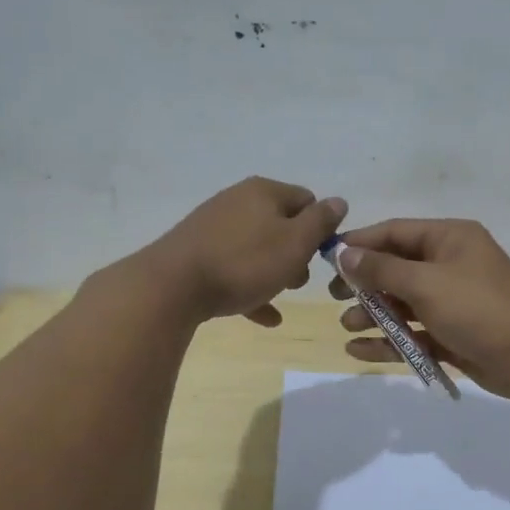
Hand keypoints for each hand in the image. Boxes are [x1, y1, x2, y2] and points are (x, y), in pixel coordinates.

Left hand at [143, 177, 345, 326]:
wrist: (171, 286)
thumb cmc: (244, 262)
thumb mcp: (295, 243)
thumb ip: (321, 221)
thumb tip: (338, 201)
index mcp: (264, 191)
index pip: (307, 201)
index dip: (320, 229)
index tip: (320, 258)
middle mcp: (237, 201)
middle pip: (280, 225)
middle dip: (295, 254)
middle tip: (298, 281)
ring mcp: (213, 227)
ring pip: (257, 249)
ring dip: (273, 272)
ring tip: (280, 298)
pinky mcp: (196, 253)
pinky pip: (233, 269)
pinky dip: (250, 288)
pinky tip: (264, 317)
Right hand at [330, 219, 509, 397]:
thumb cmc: (478, 309)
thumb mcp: (426, 283)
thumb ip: (381, 269)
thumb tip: (343, 252)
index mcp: (450, 238)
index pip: (394, 232)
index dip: (359, 244)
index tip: (326, 260)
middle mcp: (451, 264)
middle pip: (396, 267)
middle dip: (364, 283)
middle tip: (333, 298)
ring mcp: (453, 300)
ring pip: (403, 302)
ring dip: (373, 314)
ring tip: (348, 327)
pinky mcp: (454, 333)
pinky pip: (414, 331)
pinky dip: (389, 340)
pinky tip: (360, 351)